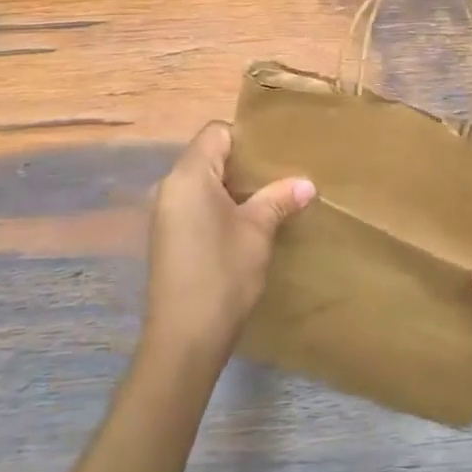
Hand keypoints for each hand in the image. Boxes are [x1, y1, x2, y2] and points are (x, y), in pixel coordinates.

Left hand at [142, 122, 313, 366]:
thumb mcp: (258, 231)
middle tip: (279, 173)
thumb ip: (279, 199)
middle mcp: (170, 187)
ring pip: (201, 182)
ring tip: (267, 198)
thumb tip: (307, 184)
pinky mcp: (166, 237)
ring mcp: (164, 214)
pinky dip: (218, 206)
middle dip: (242, 163)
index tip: (275, 153)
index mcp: (189, 175)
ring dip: (231, 187)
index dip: (245, 137)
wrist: (184, 339)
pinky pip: (194, 204)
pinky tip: (243, 225)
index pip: (216, 132)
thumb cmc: (222, 273)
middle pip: (207, 155)